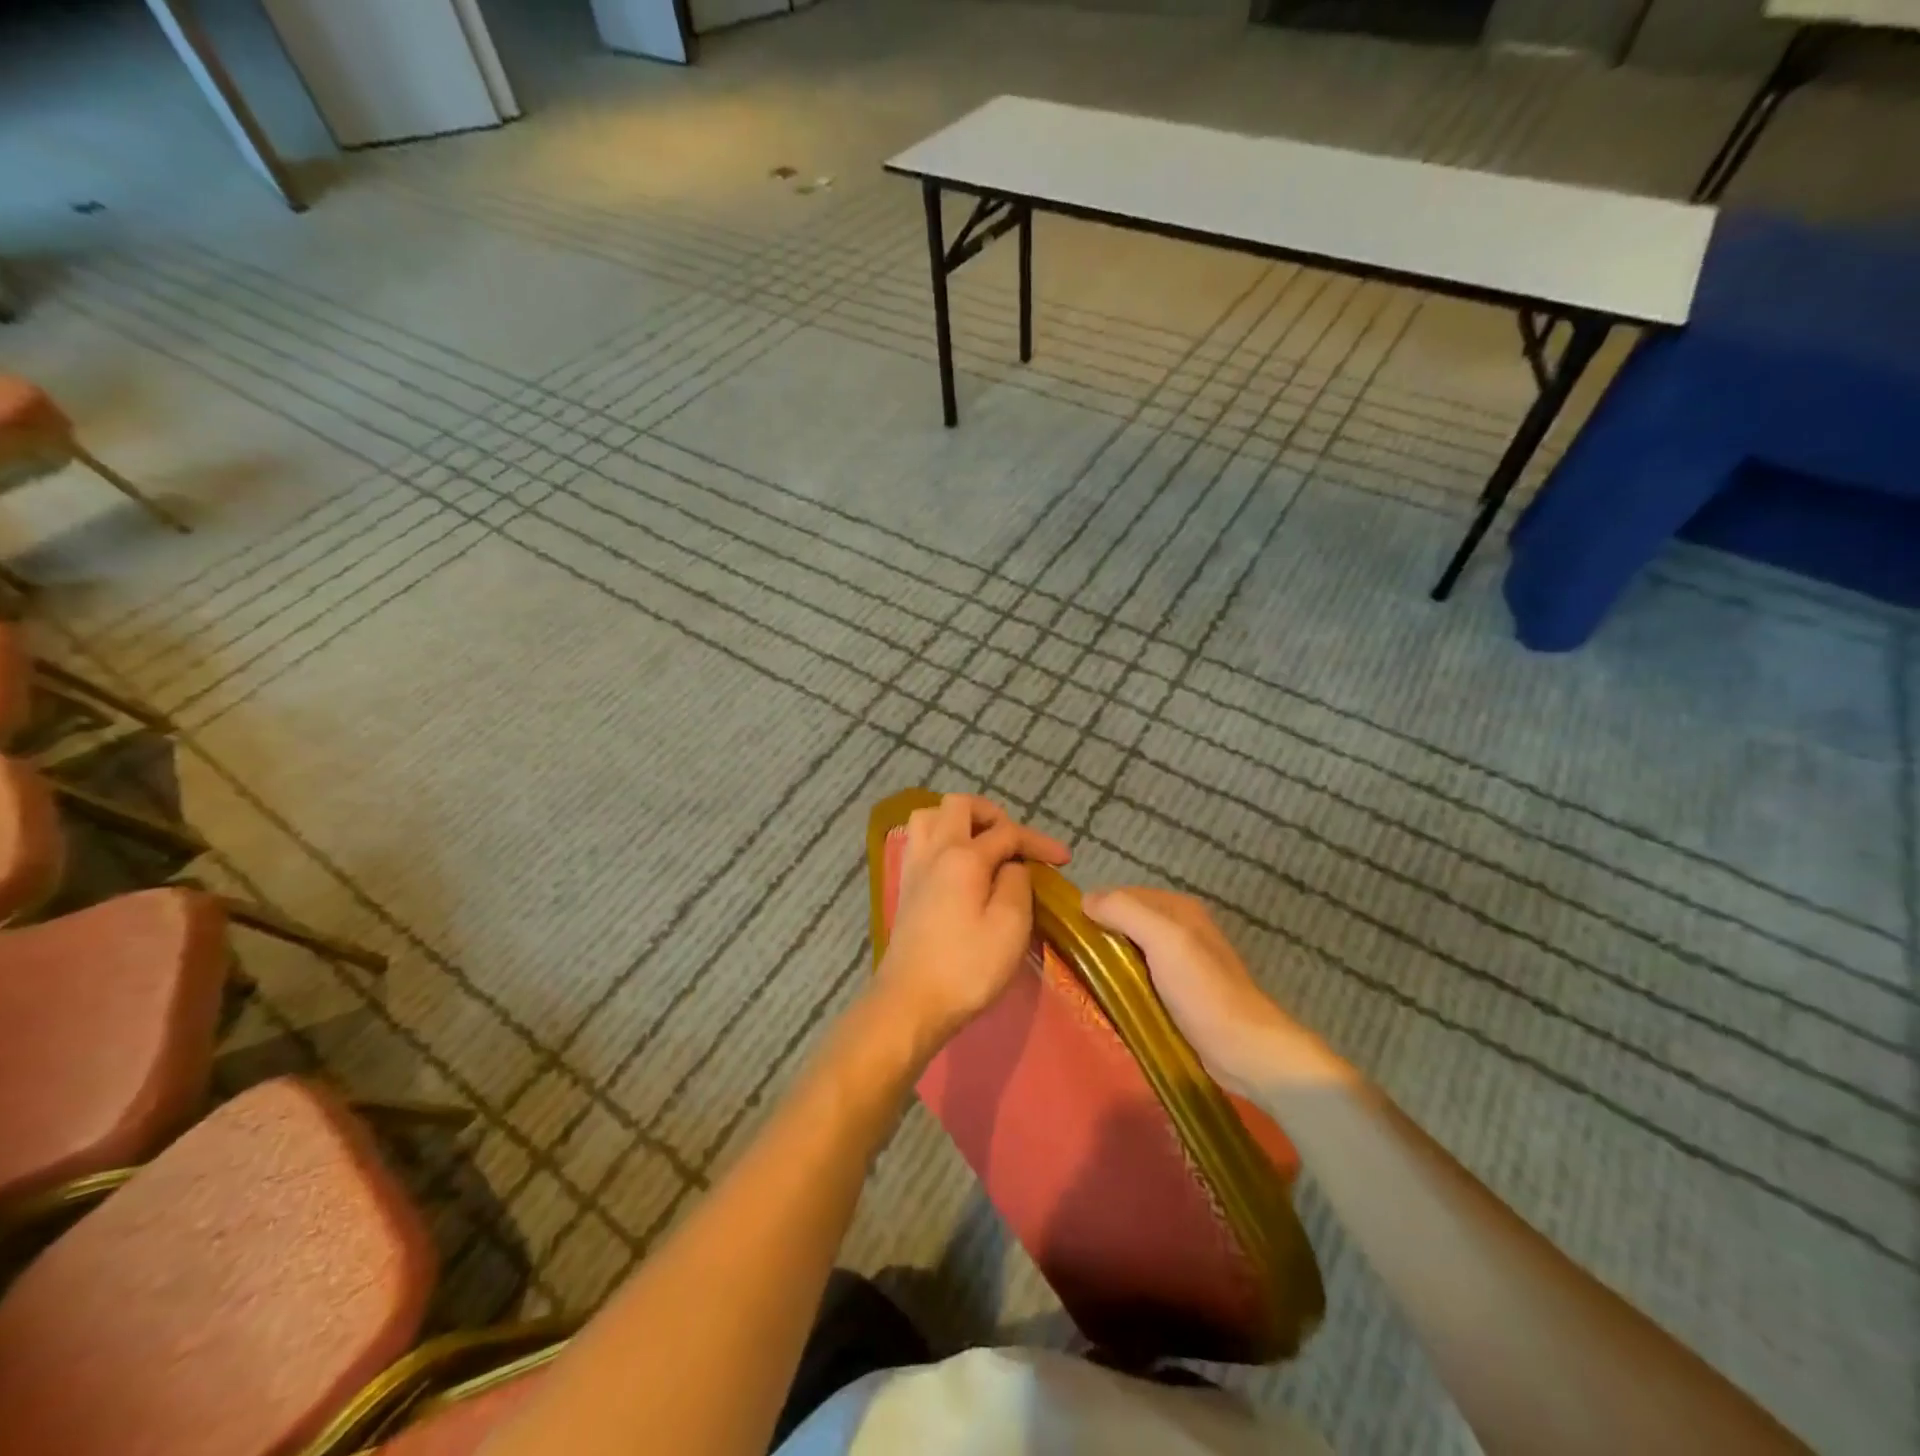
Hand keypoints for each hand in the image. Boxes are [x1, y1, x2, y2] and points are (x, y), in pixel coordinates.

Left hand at [875, 794, 1069, 1052]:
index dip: (1037, 841)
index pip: (1006, 832)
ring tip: (982, 844)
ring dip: (958, 820)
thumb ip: (1016, 884)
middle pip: (959, 805)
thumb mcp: (1010, 926)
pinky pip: (919, 841)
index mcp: (963, 856)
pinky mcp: (905, 887)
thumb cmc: (966, 967)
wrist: (910, 1002)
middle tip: (1013, 841)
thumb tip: (1011, 865)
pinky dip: (940, 838)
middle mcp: (934, 851)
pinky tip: (957, 864)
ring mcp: (914, 867)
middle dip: (992, 814)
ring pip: (930, 817)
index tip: (1063, 859)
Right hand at [1082, 887, 1351, 1097]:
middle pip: (1125, 922)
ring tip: (1082, 980)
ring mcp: (1180, 962)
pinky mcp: (1178, 992)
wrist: (1244, 1049)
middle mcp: (1179, 927)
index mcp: (1177, 907)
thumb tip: (1085, 900)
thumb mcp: (1163, 938)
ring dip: (1108, 962)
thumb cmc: (1202, 990)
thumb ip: (1125, 911)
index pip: (1121, 895)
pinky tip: (1108, 998)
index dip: (1095, 909)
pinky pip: (1139, 977)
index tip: (1066, 932)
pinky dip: (1122, 983)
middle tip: (1070, 959)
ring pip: (1130, 951)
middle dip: (1099, 936)